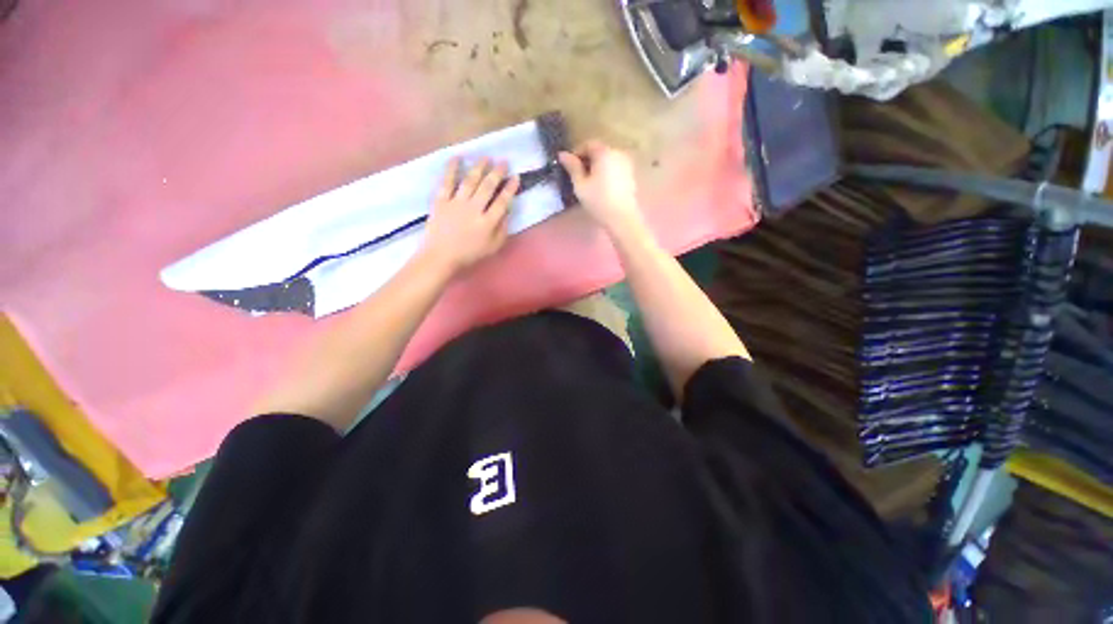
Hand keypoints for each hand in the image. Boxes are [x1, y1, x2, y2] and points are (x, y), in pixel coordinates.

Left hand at [421, 158, 519, 274]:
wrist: (440, 257)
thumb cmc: (468, 254)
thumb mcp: (492, 248)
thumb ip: (502, 230)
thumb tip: (507, 213)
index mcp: (487, 222)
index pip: (502, 202)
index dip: (510, 188)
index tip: (516, 177)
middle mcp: (474, 209)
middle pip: (488, 187)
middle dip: (497, 173)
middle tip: (503, 162)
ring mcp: (457, 203)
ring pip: (470, 181)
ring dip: (479, 167)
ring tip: (486, 157)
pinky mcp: (441, 201)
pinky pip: (447, 181)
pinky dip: (451, 168)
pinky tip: (457, 157)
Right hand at [558, 140, 641, 232]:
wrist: (622, 217)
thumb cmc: (598, 201)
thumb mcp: (580, 185)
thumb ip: (572, 167)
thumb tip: (562, 154)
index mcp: (604, 152)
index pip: (588, 145)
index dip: (576, 153)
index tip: (569, 166)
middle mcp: (617, 152)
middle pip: (599, 151)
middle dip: (587, 160)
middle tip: (577, 175)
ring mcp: (626, 163)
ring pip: (607, 160)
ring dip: (597, 167)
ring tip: (588, 182)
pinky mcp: (631, 175)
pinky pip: (615, 168)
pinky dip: (606, 172)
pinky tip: (601, 186)